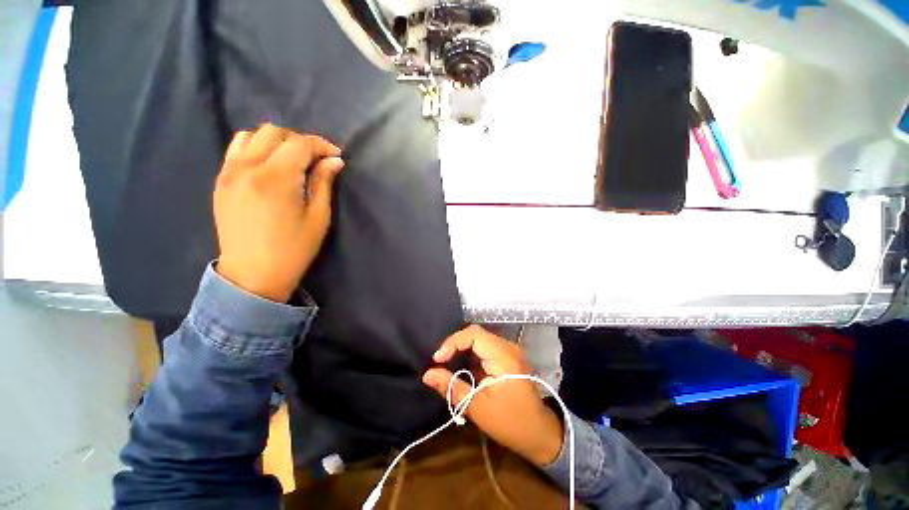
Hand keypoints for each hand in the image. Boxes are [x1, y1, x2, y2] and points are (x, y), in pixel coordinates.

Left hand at [214, 123, 343, 301]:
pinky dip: (256, 148)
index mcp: (276, 178)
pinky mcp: (221, 181)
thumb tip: (334, 161)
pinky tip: (269, 165)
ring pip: (251, 135)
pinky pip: (236, 150)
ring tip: (291, 159)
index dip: (321, 145)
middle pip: (274, 132)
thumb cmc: (293, 249)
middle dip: (300, 141)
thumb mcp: (318, 218)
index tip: (336, 156)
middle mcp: (248, 167)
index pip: (300, 144)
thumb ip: (324, 184)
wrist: (253, 274)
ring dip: (276, 141)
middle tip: (316, 159)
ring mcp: (229, 172)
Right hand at [422, 325, 563, 465]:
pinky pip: (485, 346)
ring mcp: (509, 350)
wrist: (539, 432)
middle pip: (476, 333)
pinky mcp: (507, 356)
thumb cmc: (510, 422)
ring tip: (447, 362)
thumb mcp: (477, 407)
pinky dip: (470, 352)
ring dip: (462, 347)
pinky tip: (462, 365)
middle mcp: (508, 347)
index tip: (437, 359)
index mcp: (503, 356)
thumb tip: (427, 374)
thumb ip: (451, 387)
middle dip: (455, 344)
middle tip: (440, 361)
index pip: (474, 334)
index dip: (452, 342)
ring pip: (480, 338)